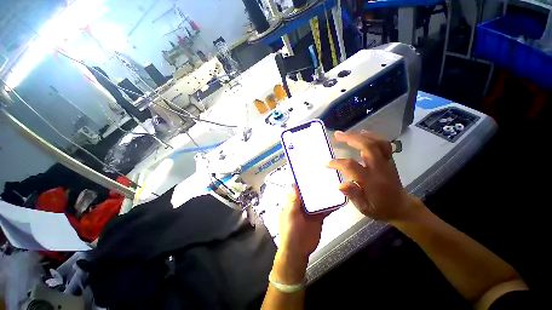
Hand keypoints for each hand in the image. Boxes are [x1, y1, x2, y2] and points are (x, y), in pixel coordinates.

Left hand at [272, 185, 330, 283]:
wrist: (298, 250)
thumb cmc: (290, 231)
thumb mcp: (290, 214)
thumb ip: (293, 201)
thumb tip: (293, 184)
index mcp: (293, 202)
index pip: (298, 189)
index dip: (303, 181)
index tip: (310, 172)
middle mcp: (302, 204)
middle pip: (309, 193)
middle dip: (315, 186)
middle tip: (325, 176)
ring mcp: (311, 211)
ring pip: (318, 200)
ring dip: (324, 194)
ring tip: (333, 185)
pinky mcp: (318, 218)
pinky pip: (325, 210)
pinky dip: (331, 206)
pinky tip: (339, 200)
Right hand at [327, 130, 421, 221]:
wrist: (401, 207)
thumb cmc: (380, 208)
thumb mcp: (365, 208)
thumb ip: (353, 196)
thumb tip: (340, 185)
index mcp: (372, 181)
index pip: (352, 167)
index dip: (338, 163)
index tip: (327, 163)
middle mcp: (380, 168)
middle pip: (367, 147)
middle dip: (350, 138)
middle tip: (337, 135)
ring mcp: (387, 162)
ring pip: (376, 142)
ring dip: (361, 135)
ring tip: (347, 133)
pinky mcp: (389, 160)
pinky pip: (383, 144)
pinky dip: (372, 136)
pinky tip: (363, 134)